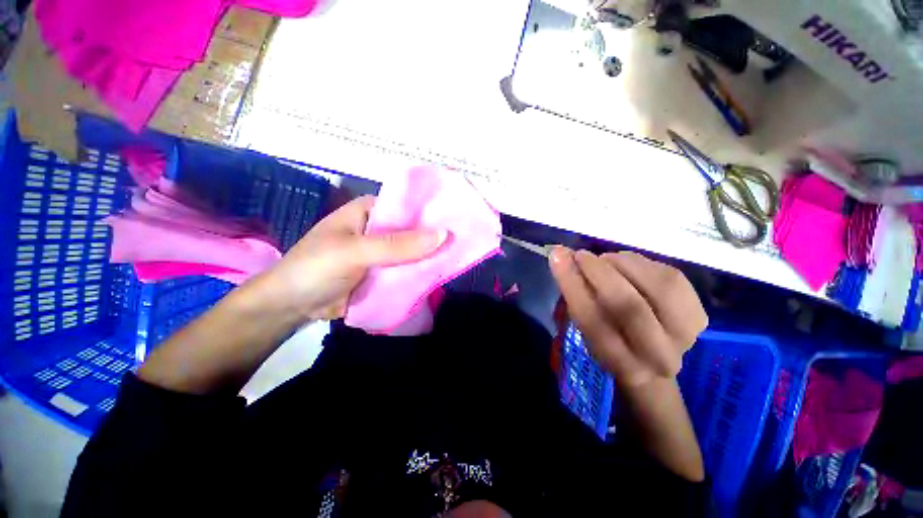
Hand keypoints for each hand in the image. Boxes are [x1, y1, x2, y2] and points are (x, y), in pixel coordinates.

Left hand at [251, 196, 445, 320]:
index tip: (457, 221)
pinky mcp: (382, 273)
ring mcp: (381, 253)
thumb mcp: (355, 252)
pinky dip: (419, 273)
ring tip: (457, 259)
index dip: (431, 212)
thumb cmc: (315, 268)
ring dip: (428, 257)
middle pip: (412, 231)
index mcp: (369, 212)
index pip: (407, 206)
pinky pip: (406, 270)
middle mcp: (378, 229)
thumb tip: (442, 235)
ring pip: (411, 252)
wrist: (290, 307)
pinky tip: (438, 276)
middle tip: (462, 243)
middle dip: (433, 238)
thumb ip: (397, 245)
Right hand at [549, 248, 707, 387]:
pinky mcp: (700, 313)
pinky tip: (628, 265)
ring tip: (605, 260)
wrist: (652, 356)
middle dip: (600, 273)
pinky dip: (642, 263)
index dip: (573, 285)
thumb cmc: (610, 338)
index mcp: (621, 363)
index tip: (558, 257)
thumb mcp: (585, 326)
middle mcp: (658, 356)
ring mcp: (686, 335)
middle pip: (630, 307)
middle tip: (581, 255)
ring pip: (657, 286)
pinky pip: (671, 276)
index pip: (592, 321)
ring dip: (623, 264)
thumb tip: (561, 255)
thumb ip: (576, 293)